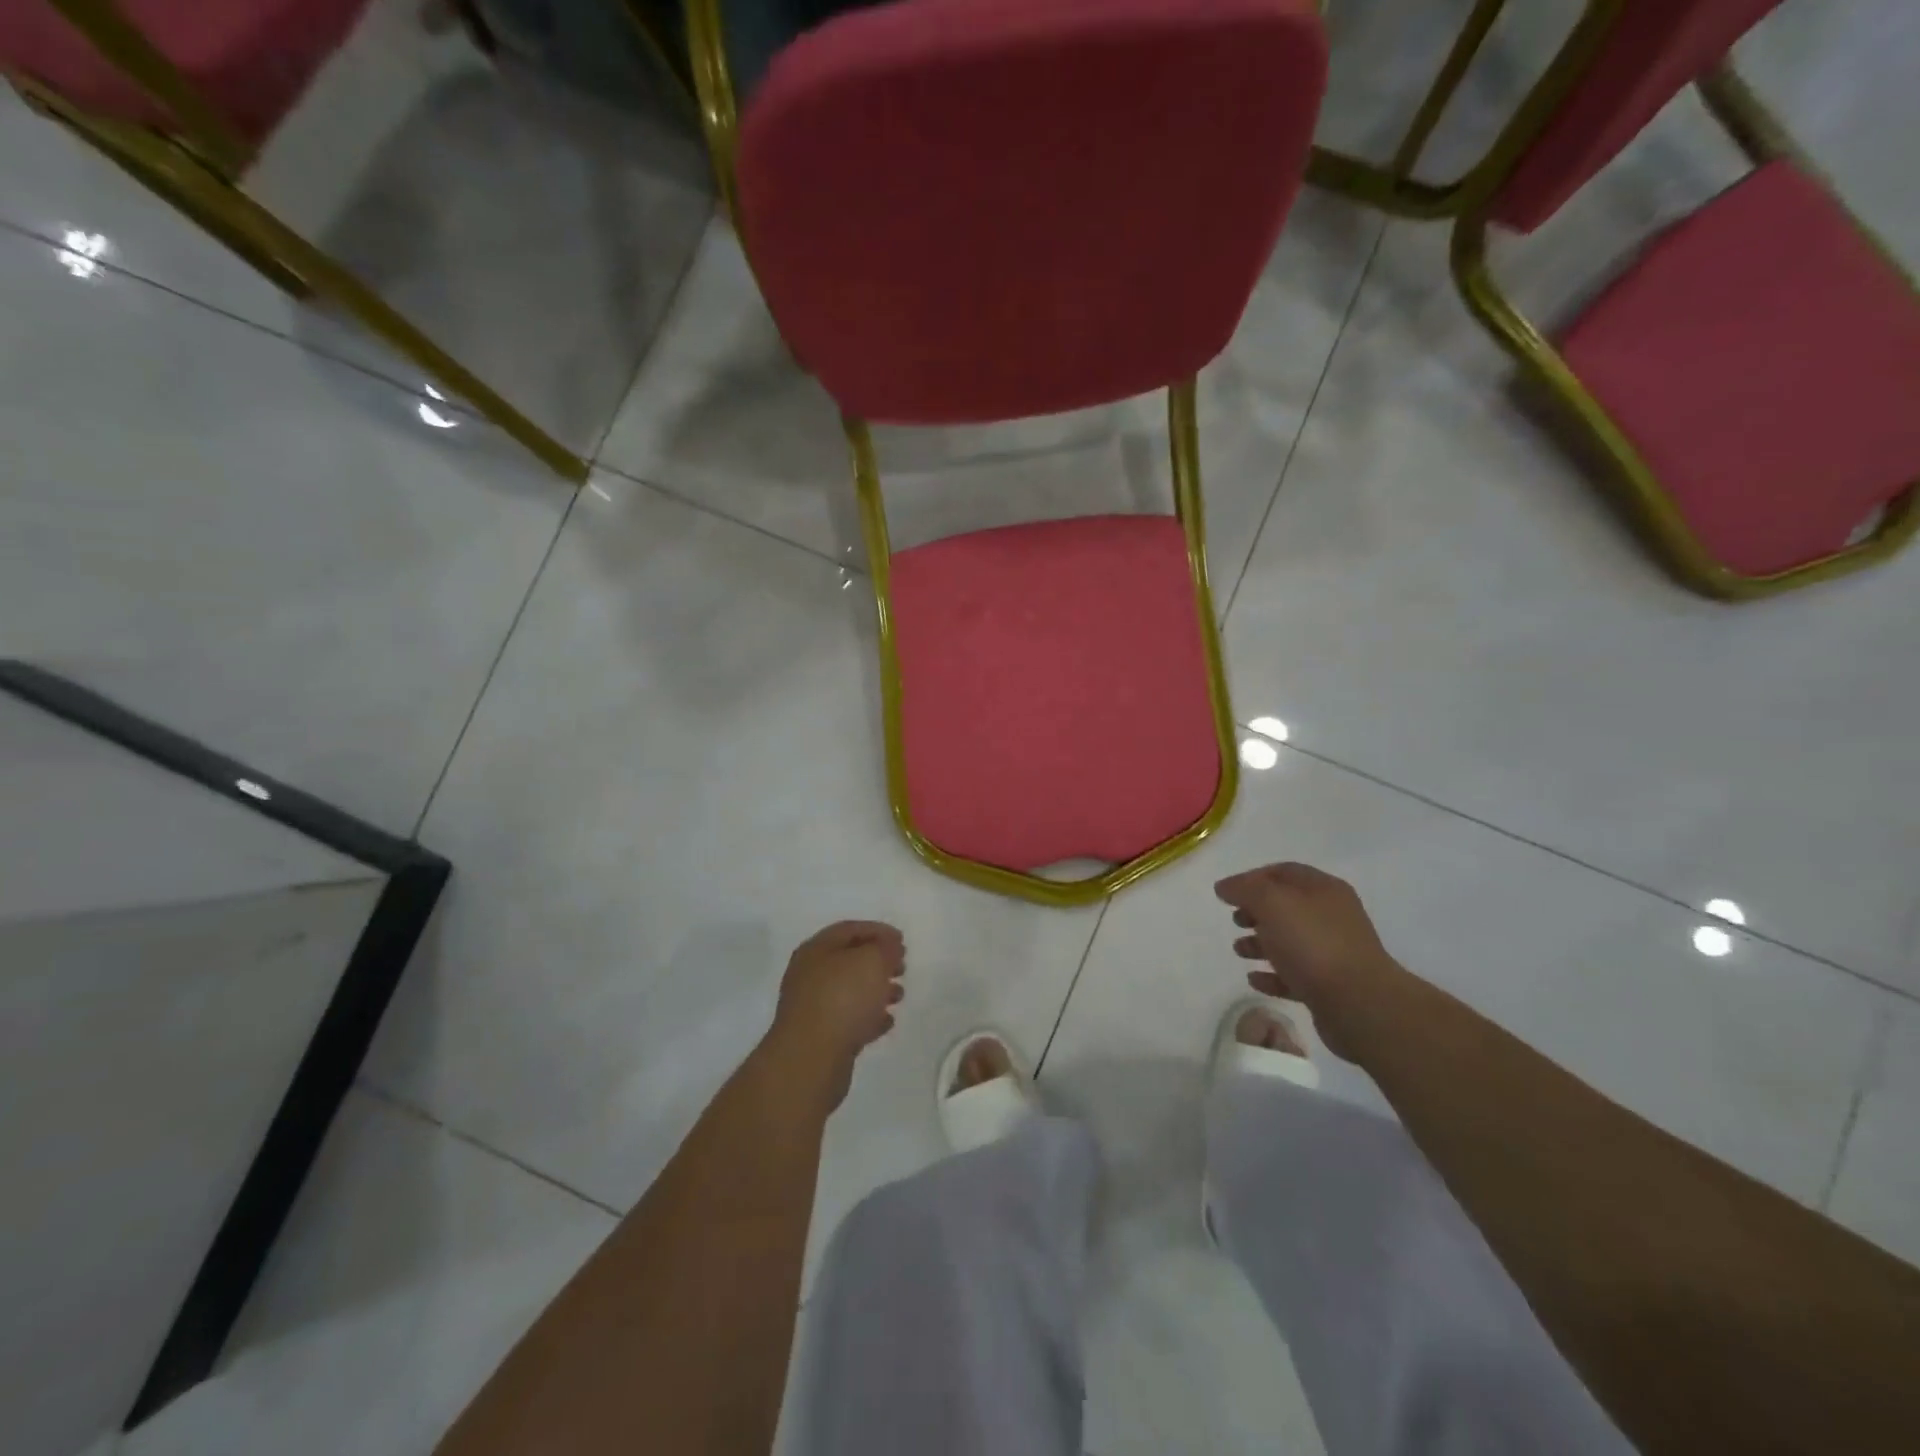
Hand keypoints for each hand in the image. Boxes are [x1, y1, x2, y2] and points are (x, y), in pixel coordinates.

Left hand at [765, 921, 905, 1106]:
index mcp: (817, 949)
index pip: (850, 930)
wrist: (811, 1059)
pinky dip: (869, 1017)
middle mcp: (810, 974)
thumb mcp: (872, 961)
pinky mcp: (819, 1037)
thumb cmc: (842, 998)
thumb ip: (885, 948)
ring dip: (876, 990)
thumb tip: (889, 947)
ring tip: (899, 996)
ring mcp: (812, 1007)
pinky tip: (887, 1022)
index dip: (878, 931)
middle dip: (878, 961)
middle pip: (849, 960)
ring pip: (850, 991)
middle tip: (902, 967)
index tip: (902, 941)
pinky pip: (848, 1019)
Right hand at [1214, 863, 1400, 1060]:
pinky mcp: (1329, 987)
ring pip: (1289, 941)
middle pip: (1286, 907)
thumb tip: (1225, 887)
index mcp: (1323, 890)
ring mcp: (1333, 953)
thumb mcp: (1272, 903)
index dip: (1252, 878)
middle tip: (1235, 921)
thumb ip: (1245, 889)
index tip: (1226, 893)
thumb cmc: (1312, 944)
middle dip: (1255, 911)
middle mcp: (1331, 917)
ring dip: (1260, 943)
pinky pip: (1294, 975)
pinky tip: (1254, 979)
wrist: (1359, 1004)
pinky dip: (1272, 975)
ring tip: (1239, 951)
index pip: (1283, 872)